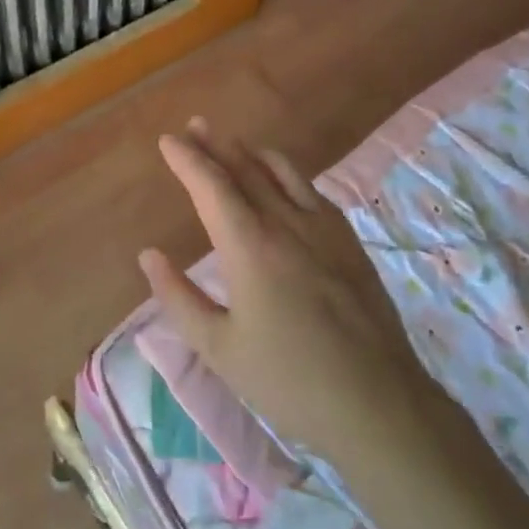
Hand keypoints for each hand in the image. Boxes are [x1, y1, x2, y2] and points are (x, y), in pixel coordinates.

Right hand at [140, 118, 433, 456]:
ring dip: (252, 153)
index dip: (187, 160)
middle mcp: (286, 224)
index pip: (211, 186)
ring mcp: (324, 230)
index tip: (168, 140)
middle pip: (245, 170)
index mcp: (249, 247)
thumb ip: (179, 298)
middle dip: (216, 146)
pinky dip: (288, 174)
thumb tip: (149, 255)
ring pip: (283, 174)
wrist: (378, 404)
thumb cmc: (288, 381)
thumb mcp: (219, 348)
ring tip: (234, 143)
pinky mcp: (350, 244)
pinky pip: (313, 192)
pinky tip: (284, 180)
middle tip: (196, 125)